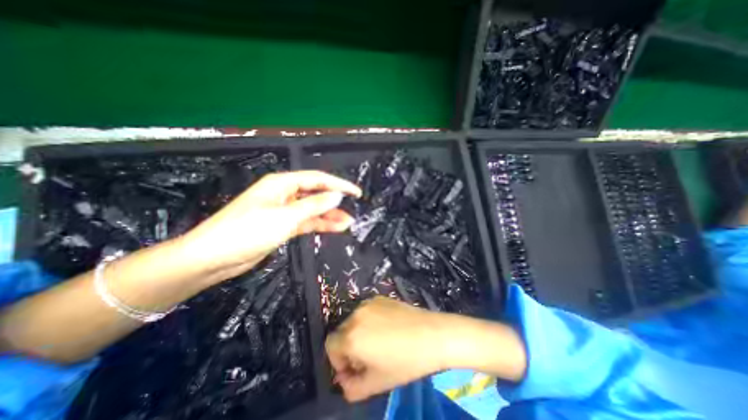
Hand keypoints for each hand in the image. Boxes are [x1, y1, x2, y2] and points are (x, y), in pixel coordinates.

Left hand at [177, 170, 358, 278]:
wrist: (212, 259)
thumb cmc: (247, 232)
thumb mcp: (285, 217)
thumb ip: (314, 205)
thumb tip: (337, 195)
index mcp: (282, 184)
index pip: (317, 179)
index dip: (338, 185)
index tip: (355, 192)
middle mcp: (284, 194)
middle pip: (315, 194)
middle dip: (335, 201)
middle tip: (354, 208)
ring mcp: (283, 211)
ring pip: (312, 209)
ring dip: (329, 215)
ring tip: (348, 223)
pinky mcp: (282, 226)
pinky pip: (306, 222)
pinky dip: (319, 225)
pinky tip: (334, 228)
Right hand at [326, 297, 524, 400]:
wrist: (432, 334)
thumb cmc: (405, 362)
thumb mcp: (377, 383)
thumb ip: (352, 388)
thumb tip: (343, 381)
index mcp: (351, 337)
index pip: (330, 346)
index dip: (338, 361)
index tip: (354, 369)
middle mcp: (355, 315)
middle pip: (341, 333)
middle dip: (349, 348)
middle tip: (368, 358)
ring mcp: (368, 303)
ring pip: (353, 321)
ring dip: (359, 333)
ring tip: (379, 343)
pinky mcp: (379, 297)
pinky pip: (366, 311)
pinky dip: (369, 321)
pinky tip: (387, 329)